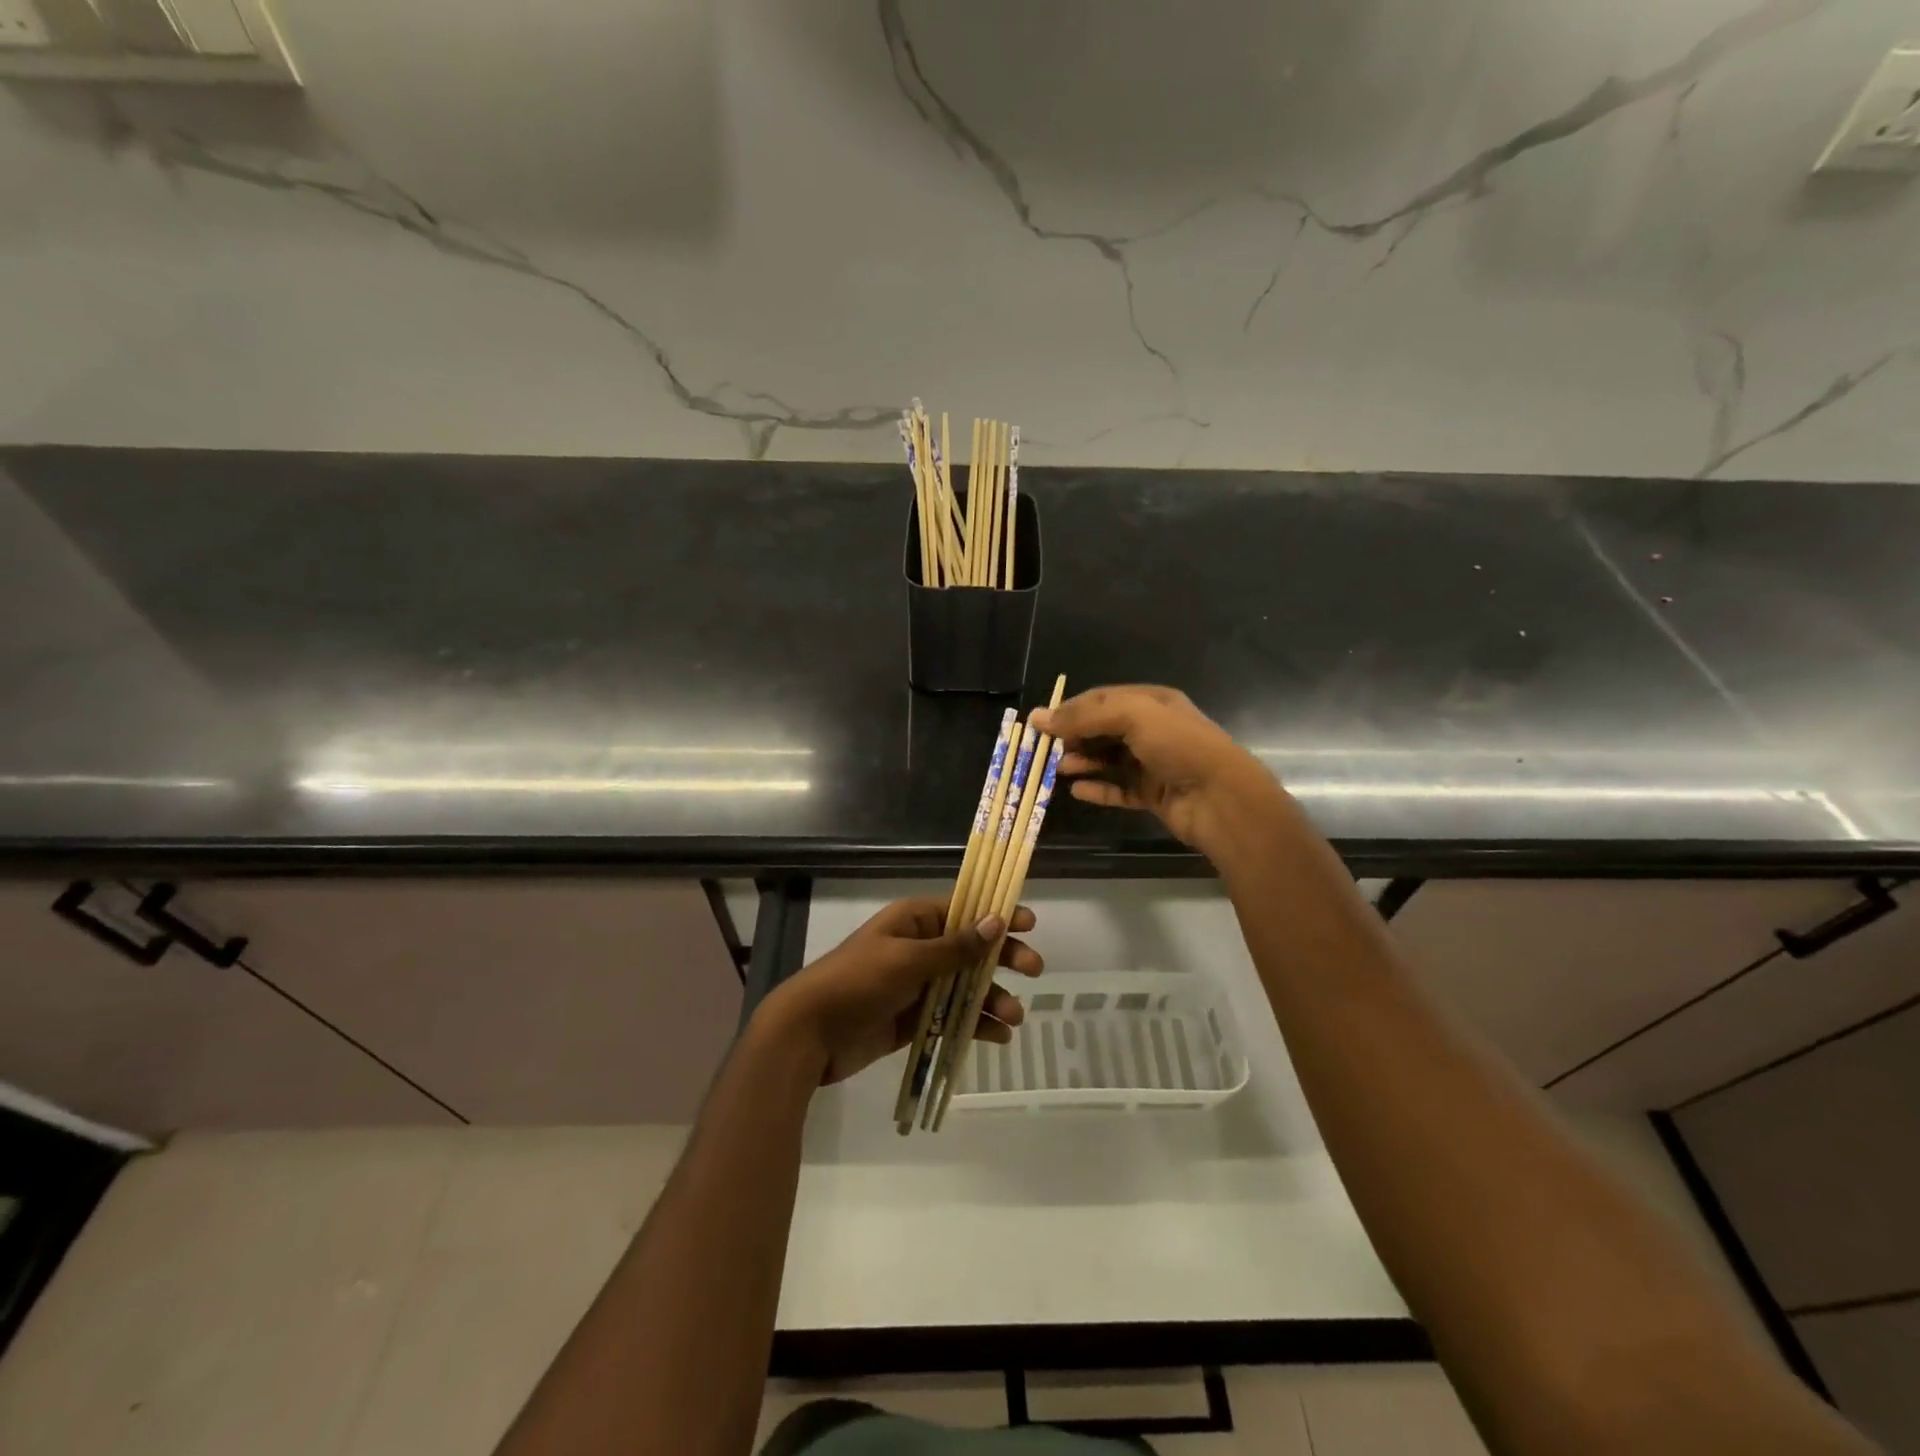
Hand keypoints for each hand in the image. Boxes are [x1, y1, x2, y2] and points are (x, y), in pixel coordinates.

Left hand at [758, 897, 1041, 1085]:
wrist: (809, 1034)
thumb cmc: (857, 983)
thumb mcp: (907, 960)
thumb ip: (954, 947)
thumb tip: (996, 921)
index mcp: (914, 922)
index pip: (964, 911)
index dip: (997, 915)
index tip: (1030, 924)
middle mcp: (919, 948)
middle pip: (972, 949)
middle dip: (1003, 959)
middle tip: (1034, 971)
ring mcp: (918, 985)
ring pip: (966, 986)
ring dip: (992, 998)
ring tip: (1013, 1018)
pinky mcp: (915, 1020)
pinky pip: (952, 1017)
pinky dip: (975, 1025)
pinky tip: (997, 1037)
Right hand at [1033, 685, 1278, 851]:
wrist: (1220, 797)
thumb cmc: (1178, 746)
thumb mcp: (1132, 716)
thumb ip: (1084, 716)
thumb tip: (1039, 718)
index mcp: (1151, 703)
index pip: (1102, 700)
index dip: (1070, 709)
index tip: (1040, 724)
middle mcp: (1152, 730)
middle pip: (1103, 730)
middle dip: (1074, 737)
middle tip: (1046, 750)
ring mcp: (1153, 764)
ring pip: (1109, 760)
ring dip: (1083, 762)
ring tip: (1059, 769)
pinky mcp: (1153, 794)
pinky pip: (1119, 789)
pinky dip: (1098, 789)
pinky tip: (1077, 791)